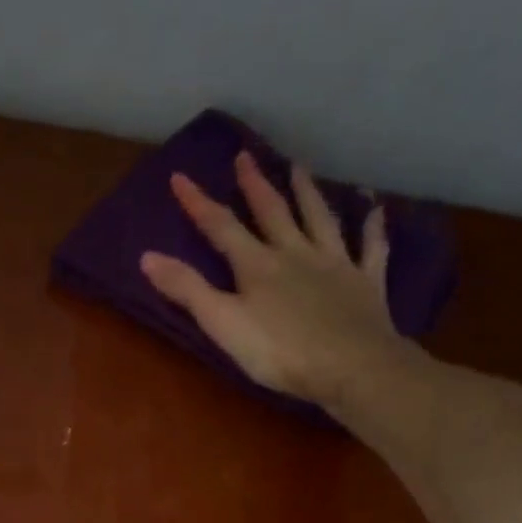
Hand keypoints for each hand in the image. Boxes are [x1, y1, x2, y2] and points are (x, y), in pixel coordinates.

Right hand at [140, 152, 418, 414]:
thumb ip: (188, 290)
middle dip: (255, 186)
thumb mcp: (222, 324)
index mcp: (257, 265)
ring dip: (308, 193)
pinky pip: (370, 247)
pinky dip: (372, 227)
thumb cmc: (279, 352)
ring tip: (300, 168)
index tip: (180, 177)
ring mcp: (335, 264)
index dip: (198, 204)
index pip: (221, 228)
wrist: (349, 366)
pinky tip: (374, 209)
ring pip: (319, 219)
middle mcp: (296, 253)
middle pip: (273, 213)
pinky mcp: (365, 282)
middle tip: (246, 156)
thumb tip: (147, 257)